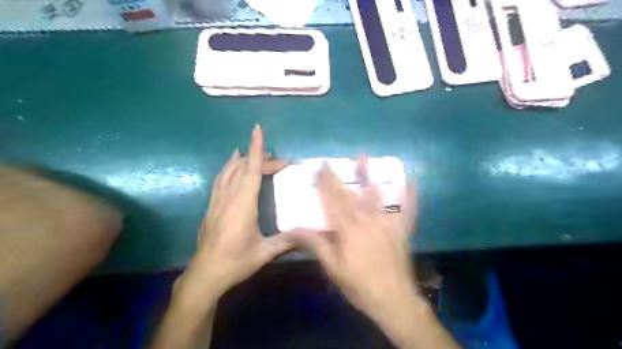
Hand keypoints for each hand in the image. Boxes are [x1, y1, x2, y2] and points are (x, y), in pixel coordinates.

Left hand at [177, 125, 297, 305]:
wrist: (205, 275)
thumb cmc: (235, 262)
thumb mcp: (264, 252)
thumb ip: (287, 240)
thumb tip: (309, 233)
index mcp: (242, 205)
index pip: (250, 171)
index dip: (255, 149)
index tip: (258, 130)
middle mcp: (228, 198)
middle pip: (243, 169)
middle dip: (261, 158)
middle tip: (281, 162)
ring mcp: (217, 201)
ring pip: (228, 171)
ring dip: (242, 159)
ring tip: (254, 153)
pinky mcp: (212, 206)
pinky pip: (220, 179)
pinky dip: (228, 167)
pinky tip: (232, 164)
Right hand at [297, 157, 413, 318]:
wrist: (393, 300)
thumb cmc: (359, 285)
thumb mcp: (333, 267)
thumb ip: (316, 244)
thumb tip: (295, 229)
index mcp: (348, 230)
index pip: (332, 202)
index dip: (323, 184)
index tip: (317, 169)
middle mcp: (367, 221)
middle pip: (349, 195)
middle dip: (337, 177)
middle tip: (329, 161)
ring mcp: (386, 223)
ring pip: (376, 195)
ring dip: (368, 176)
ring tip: (363, 158)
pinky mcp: (401, 229)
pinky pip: (407, 209)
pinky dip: (408, 195)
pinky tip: (410, 181)